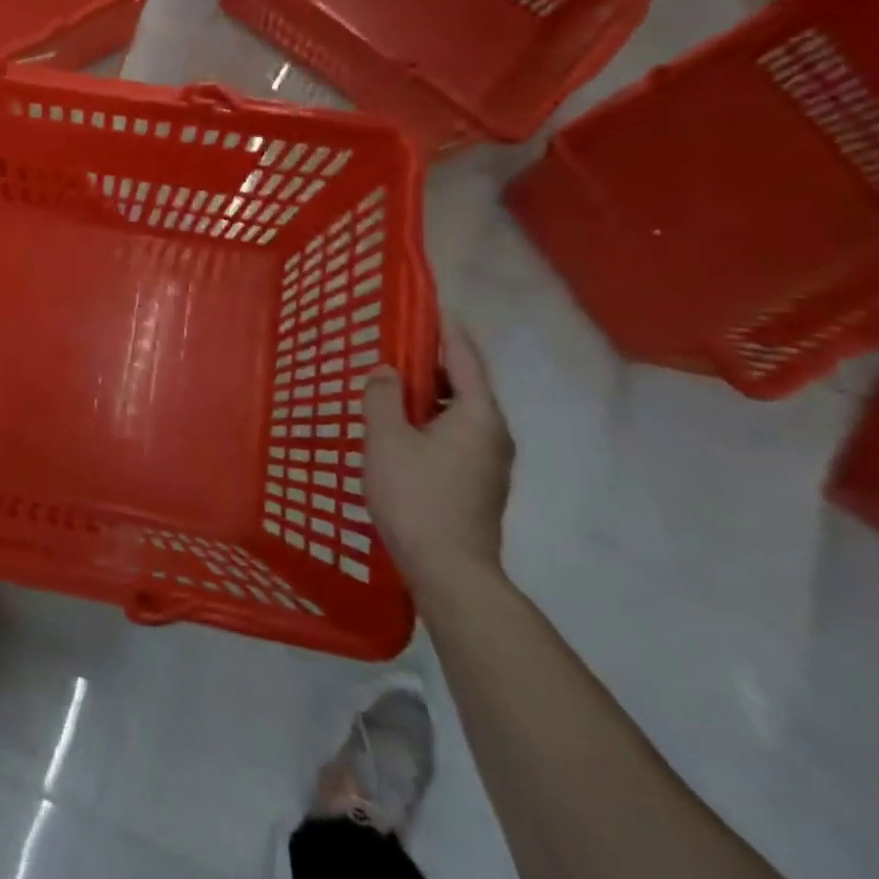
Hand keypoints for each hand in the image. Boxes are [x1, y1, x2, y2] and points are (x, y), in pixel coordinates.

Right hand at [363, 312, 513, 594]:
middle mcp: (494, 435)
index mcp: (478, 416)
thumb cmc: (417, 497)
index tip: (437, 307)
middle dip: (436, 364)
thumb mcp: (387, 439)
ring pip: (461, 414)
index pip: (466, 360)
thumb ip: (384, 397)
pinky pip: (457, 436)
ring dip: (432, 396)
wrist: (450, 572)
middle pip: (467, 386)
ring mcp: (490, 464)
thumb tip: (387, 371)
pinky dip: (434, 420)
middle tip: (400, 348)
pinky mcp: (479, 485)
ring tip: (395, 389)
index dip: (449, 331)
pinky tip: (405, 431)